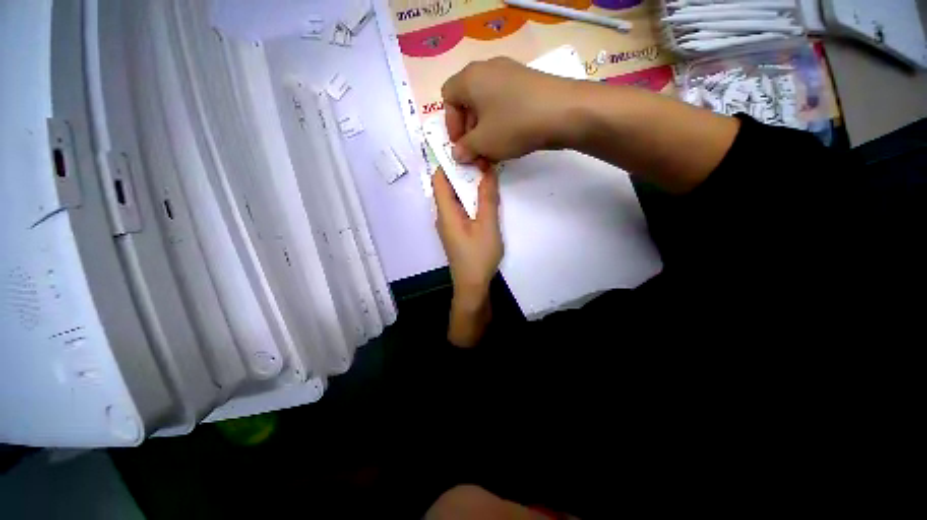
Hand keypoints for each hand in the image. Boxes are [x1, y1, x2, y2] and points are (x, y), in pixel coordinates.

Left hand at [433, 167, 502, 346]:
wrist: (473, 286)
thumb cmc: (478, 256)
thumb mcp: (487, 225)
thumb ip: (487, 198)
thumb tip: (488, 170)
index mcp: (445, 212)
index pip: (439, 179)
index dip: (447, 161)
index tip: (464, 147)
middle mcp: (442, 216)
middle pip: (447, 187)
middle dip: (462, 171)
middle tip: (481, 157)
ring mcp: (449, 225)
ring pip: (455, 198)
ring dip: (467, 185)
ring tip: (485, 172)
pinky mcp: (456, 232)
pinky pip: (460, 209)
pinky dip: (469, 199)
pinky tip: (483, 196)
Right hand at [442, 57, 576, 164]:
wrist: (563, 112)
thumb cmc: (513, 125)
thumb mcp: (483, 143)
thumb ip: (465, 149)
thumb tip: (458, 154)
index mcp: (470, 78)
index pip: (447, 97)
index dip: (451, 125)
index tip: (461, 146)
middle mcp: (487, 70)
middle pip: (467, 103)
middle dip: (469, 134)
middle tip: (477, 156)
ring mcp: (510, 74)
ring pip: (487, 107)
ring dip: (484, 133)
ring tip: (492, 155)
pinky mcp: (527, 84)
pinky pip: (504, 104)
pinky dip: (500, 125)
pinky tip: (509, 142)